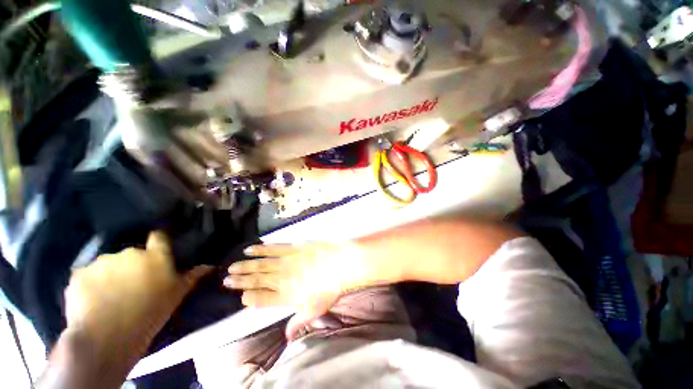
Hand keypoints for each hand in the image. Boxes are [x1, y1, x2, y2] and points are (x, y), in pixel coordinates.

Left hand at [65, 231, 209, 358]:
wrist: (108, 337)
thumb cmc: (150, 314)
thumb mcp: (176, 296)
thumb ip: (192, 277)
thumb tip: (210, 265)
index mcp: (155, 256)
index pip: (159, 237)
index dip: (158, 241)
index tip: (157, 250)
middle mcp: (129, 252)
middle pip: (132, 254)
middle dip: (133, 265)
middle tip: (132, 284)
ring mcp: (102, 262)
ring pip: (108, 264)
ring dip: (110, 274)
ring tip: (109, 296)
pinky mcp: (79, 274)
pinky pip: (88, 276)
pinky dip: (90, 284)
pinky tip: (92, 301)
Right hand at [225, 243, 389, 338]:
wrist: (340, 265)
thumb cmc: (329, 289)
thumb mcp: (315, 310)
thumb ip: (299, 323)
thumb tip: (286, 337)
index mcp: (285, 296)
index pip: (261, 299)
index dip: (249, 298)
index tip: (241, 297)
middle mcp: (281, 279)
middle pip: (256, 281)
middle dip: (240, 282)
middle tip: (225, 281)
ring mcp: (285, 262)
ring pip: (260, 265)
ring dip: (245, 267)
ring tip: (231, 268)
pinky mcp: (292, 249)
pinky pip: (273, 249)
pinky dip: (260, 249)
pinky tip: (250, 249)